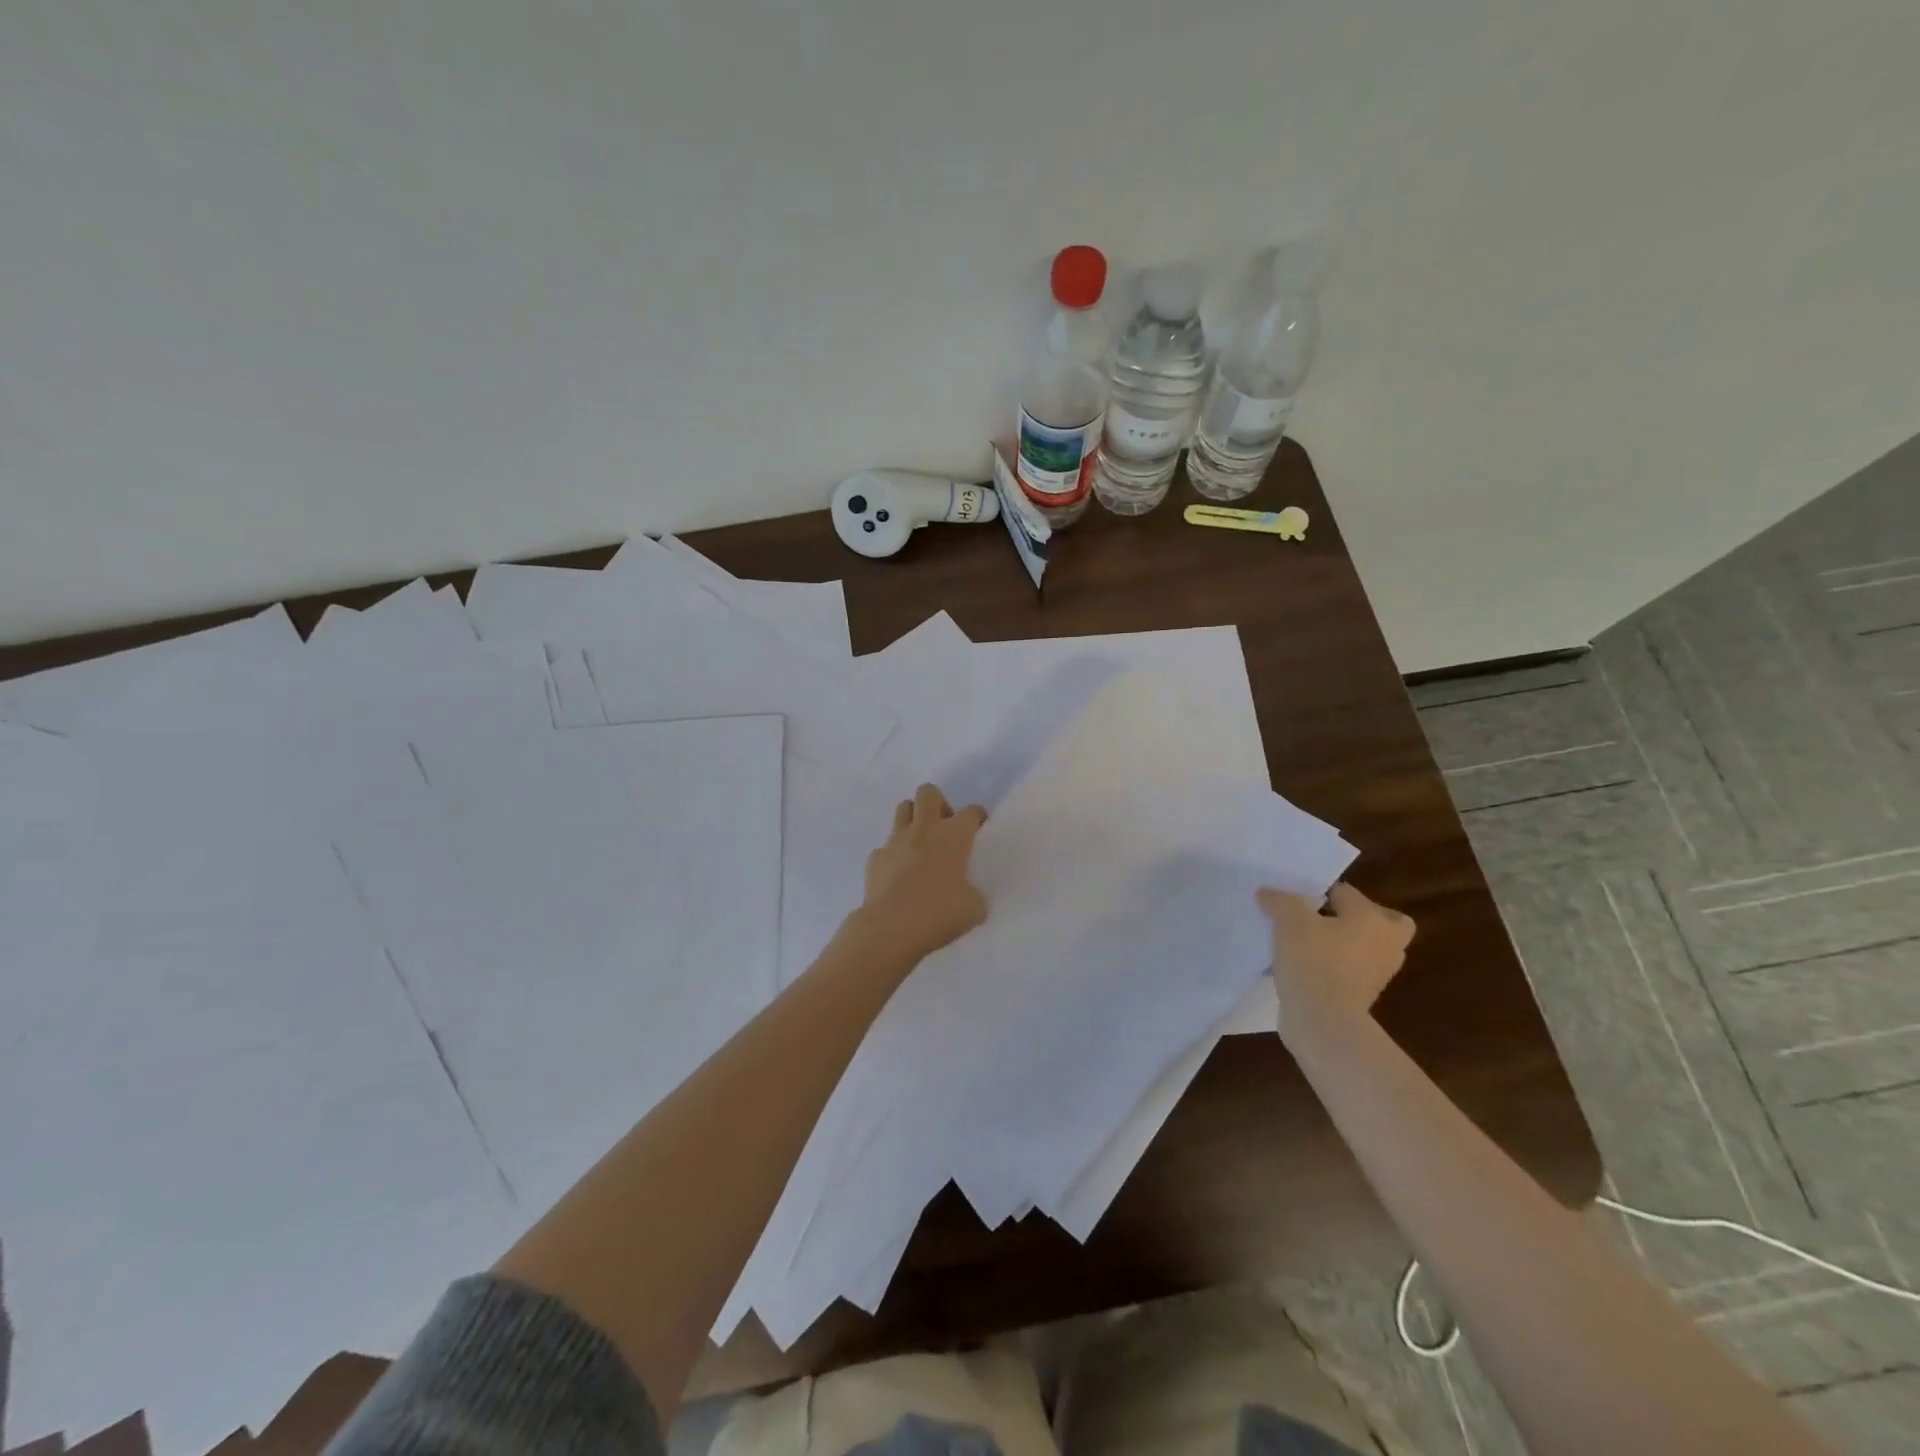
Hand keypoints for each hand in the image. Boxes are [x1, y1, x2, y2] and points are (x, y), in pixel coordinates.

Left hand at [856, 783, 988, 960]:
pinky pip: (886, 847)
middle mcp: (924, 829)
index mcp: (954, 836)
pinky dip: (894, 855)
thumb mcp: (974, 908)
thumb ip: (973, 893)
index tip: (977, 827)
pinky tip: (898, 875)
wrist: (891, 927)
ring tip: (920, 843)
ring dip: (913, 819)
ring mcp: (896, 840)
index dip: (976, 817)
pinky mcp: (876, 857)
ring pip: (903, 809)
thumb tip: (966, 894)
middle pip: (928, 793)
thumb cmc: (940, 913)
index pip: (971, 812)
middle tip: (944, 828)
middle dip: (938, 803)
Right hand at [1260, 882, 1414, 1031]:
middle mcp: (1385, 943)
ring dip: (1342, 945)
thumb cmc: (1313, 960)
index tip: (1292, 901)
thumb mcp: (1288, 921)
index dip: (1316, 892)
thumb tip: (1267, 893)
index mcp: (1372, 917)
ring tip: (1305, 944)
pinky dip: (1333, 968)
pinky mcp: (1364, 998)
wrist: (1324, 1021)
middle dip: (1354, 918)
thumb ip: (1279, 900)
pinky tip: (1302, 968)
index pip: (1345, 892)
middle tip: (1321, 920)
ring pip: (1364, 948)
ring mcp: (1379, 974)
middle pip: (1379, 921)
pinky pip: (1350, 972)